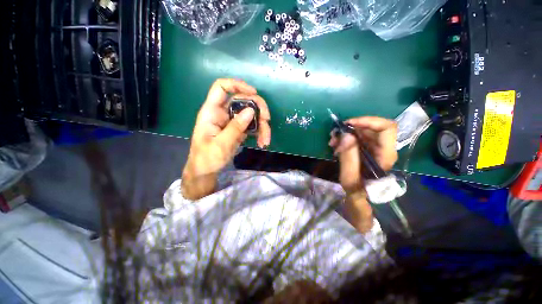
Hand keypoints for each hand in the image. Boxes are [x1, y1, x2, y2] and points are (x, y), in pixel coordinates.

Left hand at [182, 79, 270, 199]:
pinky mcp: (239, 130)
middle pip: (243, 101)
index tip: (254, 93)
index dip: (237, 85)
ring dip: (262, 125)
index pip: (221, 88)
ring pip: (251, 115)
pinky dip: (259, 133)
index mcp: (212, 112)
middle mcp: (223, 113)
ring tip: (265, 140)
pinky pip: (252, 126)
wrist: (206, 170)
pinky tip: (262, 142)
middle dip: (258, 109)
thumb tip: (250, 110)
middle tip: (267, 121)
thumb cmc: (207, 158)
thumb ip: (235, 127)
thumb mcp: (221, 144)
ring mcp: (232, 122)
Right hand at [328, 116, 396, 232]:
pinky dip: (345, 139)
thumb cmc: (358, 196)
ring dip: (347, 133)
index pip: (386, 128)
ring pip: (363, 132)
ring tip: (333, 142)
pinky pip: (357, 139)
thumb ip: (348, 157)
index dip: (367, 121)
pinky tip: (336, 146)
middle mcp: (382, 150)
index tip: (346, 124)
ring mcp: (374, 151)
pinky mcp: (366, 152)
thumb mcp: (349, 179)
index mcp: (384, 156)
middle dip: (352, 128)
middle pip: (372, 128)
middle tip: (334, 136)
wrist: (361, 206)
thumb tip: (345, 134)